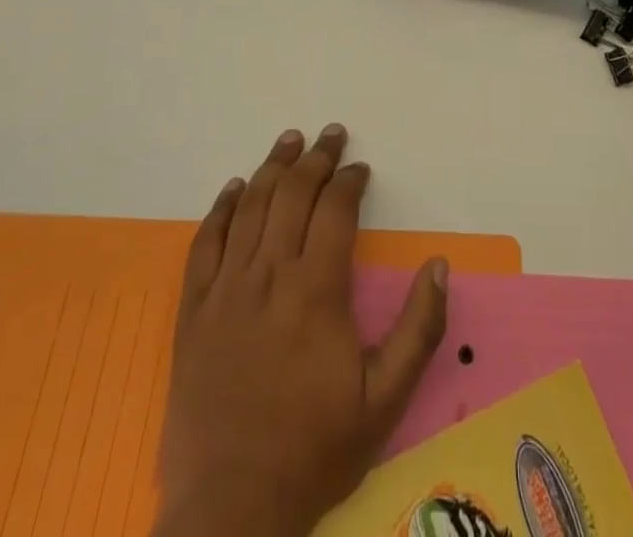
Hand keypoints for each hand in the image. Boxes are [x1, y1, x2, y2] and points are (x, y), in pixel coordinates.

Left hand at [155, 126, 448, 536]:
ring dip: (272, 167)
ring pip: (250, 206)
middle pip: (292, 195)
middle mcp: (269, 275)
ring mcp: (226, 289)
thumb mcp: (384, 401)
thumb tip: (439, 265)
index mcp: (316, 291)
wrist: (228, 510)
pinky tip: (234, 188)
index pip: (335, 210)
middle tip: (331, 133)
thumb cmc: (312, 452)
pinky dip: (220, 208)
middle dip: (316, 158)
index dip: (349, 180)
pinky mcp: (193, 310)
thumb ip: (418, 329)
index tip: (360, 168)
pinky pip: (205, 242)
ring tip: (290, 140)